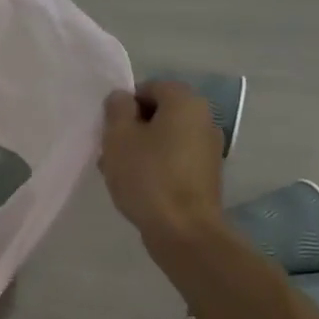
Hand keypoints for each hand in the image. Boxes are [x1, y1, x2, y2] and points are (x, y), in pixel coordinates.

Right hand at [99, 81, 227, 244]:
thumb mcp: (119, 136)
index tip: (110, 129)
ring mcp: (209, 149)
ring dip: (141, 149)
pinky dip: (156, 166)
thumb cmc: (148, 176)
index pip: (150, 87)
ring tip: (118, 173)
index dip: (125, 105)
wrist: (184, 231)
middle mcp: (204, 119)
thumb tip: (123, 98)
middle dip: (132, 128)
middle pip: (159, 113)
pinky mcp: (206, 175)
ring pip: (165, 138)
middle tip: (111, 151)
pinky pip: (175, 159)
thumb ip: (117, 109)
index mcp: (185, 102)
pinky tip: (138, 187)